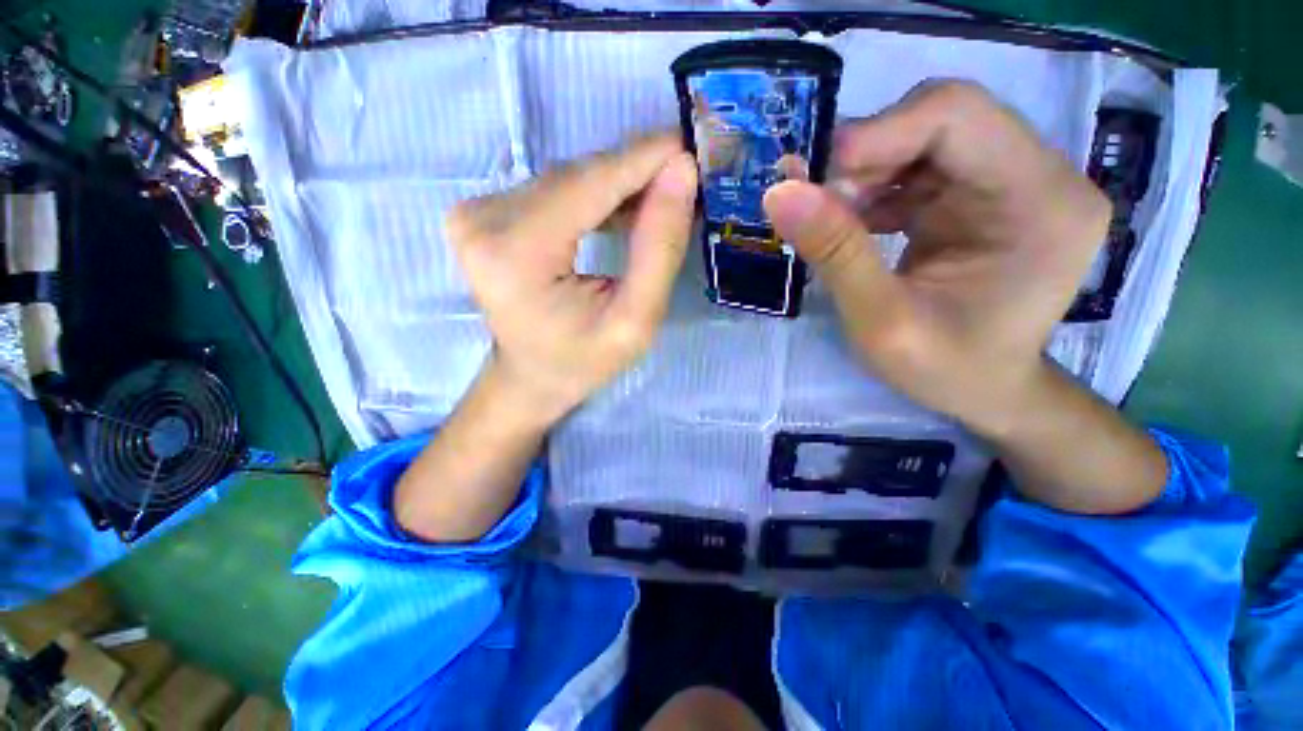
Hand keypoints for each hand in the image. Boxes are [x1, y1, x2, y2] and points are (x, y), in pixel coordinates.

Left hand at [448, 135, 697, 423]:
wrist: (531, 377)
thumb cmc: (582, 361)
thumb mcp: (635, 321)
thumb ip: (658, 249)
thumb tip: (681, 174)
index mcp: (515, 254)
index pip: (587, 185)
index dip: (641, 159)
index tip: (688, 145)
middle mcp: (484, 220)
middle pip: (576, 178)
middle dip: (634, 173)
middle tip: (683, 177)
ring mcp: (477, 213)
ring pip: (568, 180)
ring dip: (617, 184)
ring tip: (661, 197)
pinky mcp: (484, 213)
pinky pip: (554, 190)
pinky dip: (594, 195)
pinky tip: (625, 209)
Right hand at [763, 80, 1109, 434]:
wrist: (985, 392)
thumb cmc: (945, 370)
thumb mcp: (880, 321)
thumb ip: (835, 253)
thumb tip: (779, 191)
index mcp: (1041, 201)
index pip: (958, 116)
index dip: (877, 133)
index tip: (812, 178)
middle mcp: (1041, 175)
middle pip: (943, 119)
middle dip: (867, 155)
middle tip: (816, 201)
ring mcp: (1014, 182)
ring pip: (925, 139)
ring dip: (865, 173)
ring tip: (829, 218)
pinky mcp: (985, 195)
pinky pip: (921, 167)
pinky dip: (875, 188)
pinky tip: (851, 223)